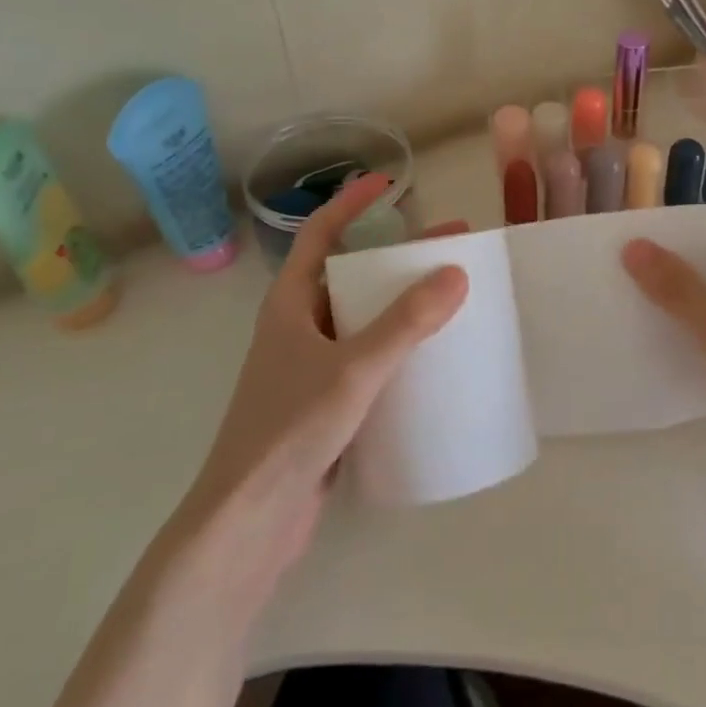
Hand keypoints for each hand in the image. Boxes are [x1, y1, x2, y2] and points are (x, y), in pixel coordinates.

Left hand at [175, 174, 468, 579]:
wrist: (249, 521)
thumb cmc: (290, 430)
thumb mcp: (353, 369)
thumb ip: (405, 323)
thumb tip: (456, 273)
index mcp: (290, 304)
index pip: (319, 235)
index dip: (350, 204)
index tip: (388, 184)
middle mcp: (298, 327)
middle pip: (351, 275)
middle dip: (398, 257)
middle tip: (450, 249)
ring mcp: (311, 367)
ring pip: (362, 319)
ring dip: (402, 303)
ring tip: (452, 298)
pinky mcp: (327, 403)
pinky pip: (369, 358)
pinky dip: (399, 347)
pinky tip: (433, 358)